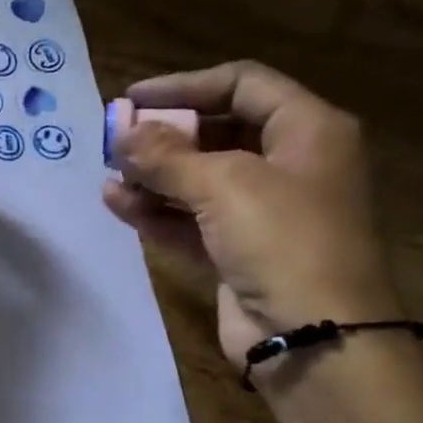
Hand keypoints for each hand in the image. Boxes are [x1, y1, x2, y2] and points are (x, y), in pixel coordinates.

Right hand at [102, 61, 402, 373]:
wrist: (314, 339)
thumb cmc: (283, 241)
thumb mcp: (225, 185)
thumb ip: (166, 156)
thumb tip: (122, 135)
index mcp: (307, 130)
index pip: (242, 84)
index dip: (185, 85)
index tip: (133, 98)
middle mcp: (288, 164)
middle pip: (218, 132)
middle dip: (164, 134)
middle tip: (115, 139)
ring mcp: (263, 212)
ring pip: (200, 180)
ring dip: (154, 175)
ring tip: (107, 172)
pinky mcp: (238, 253)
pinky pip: (191, 221)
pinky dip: (157, 212)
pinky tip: (116, 203)